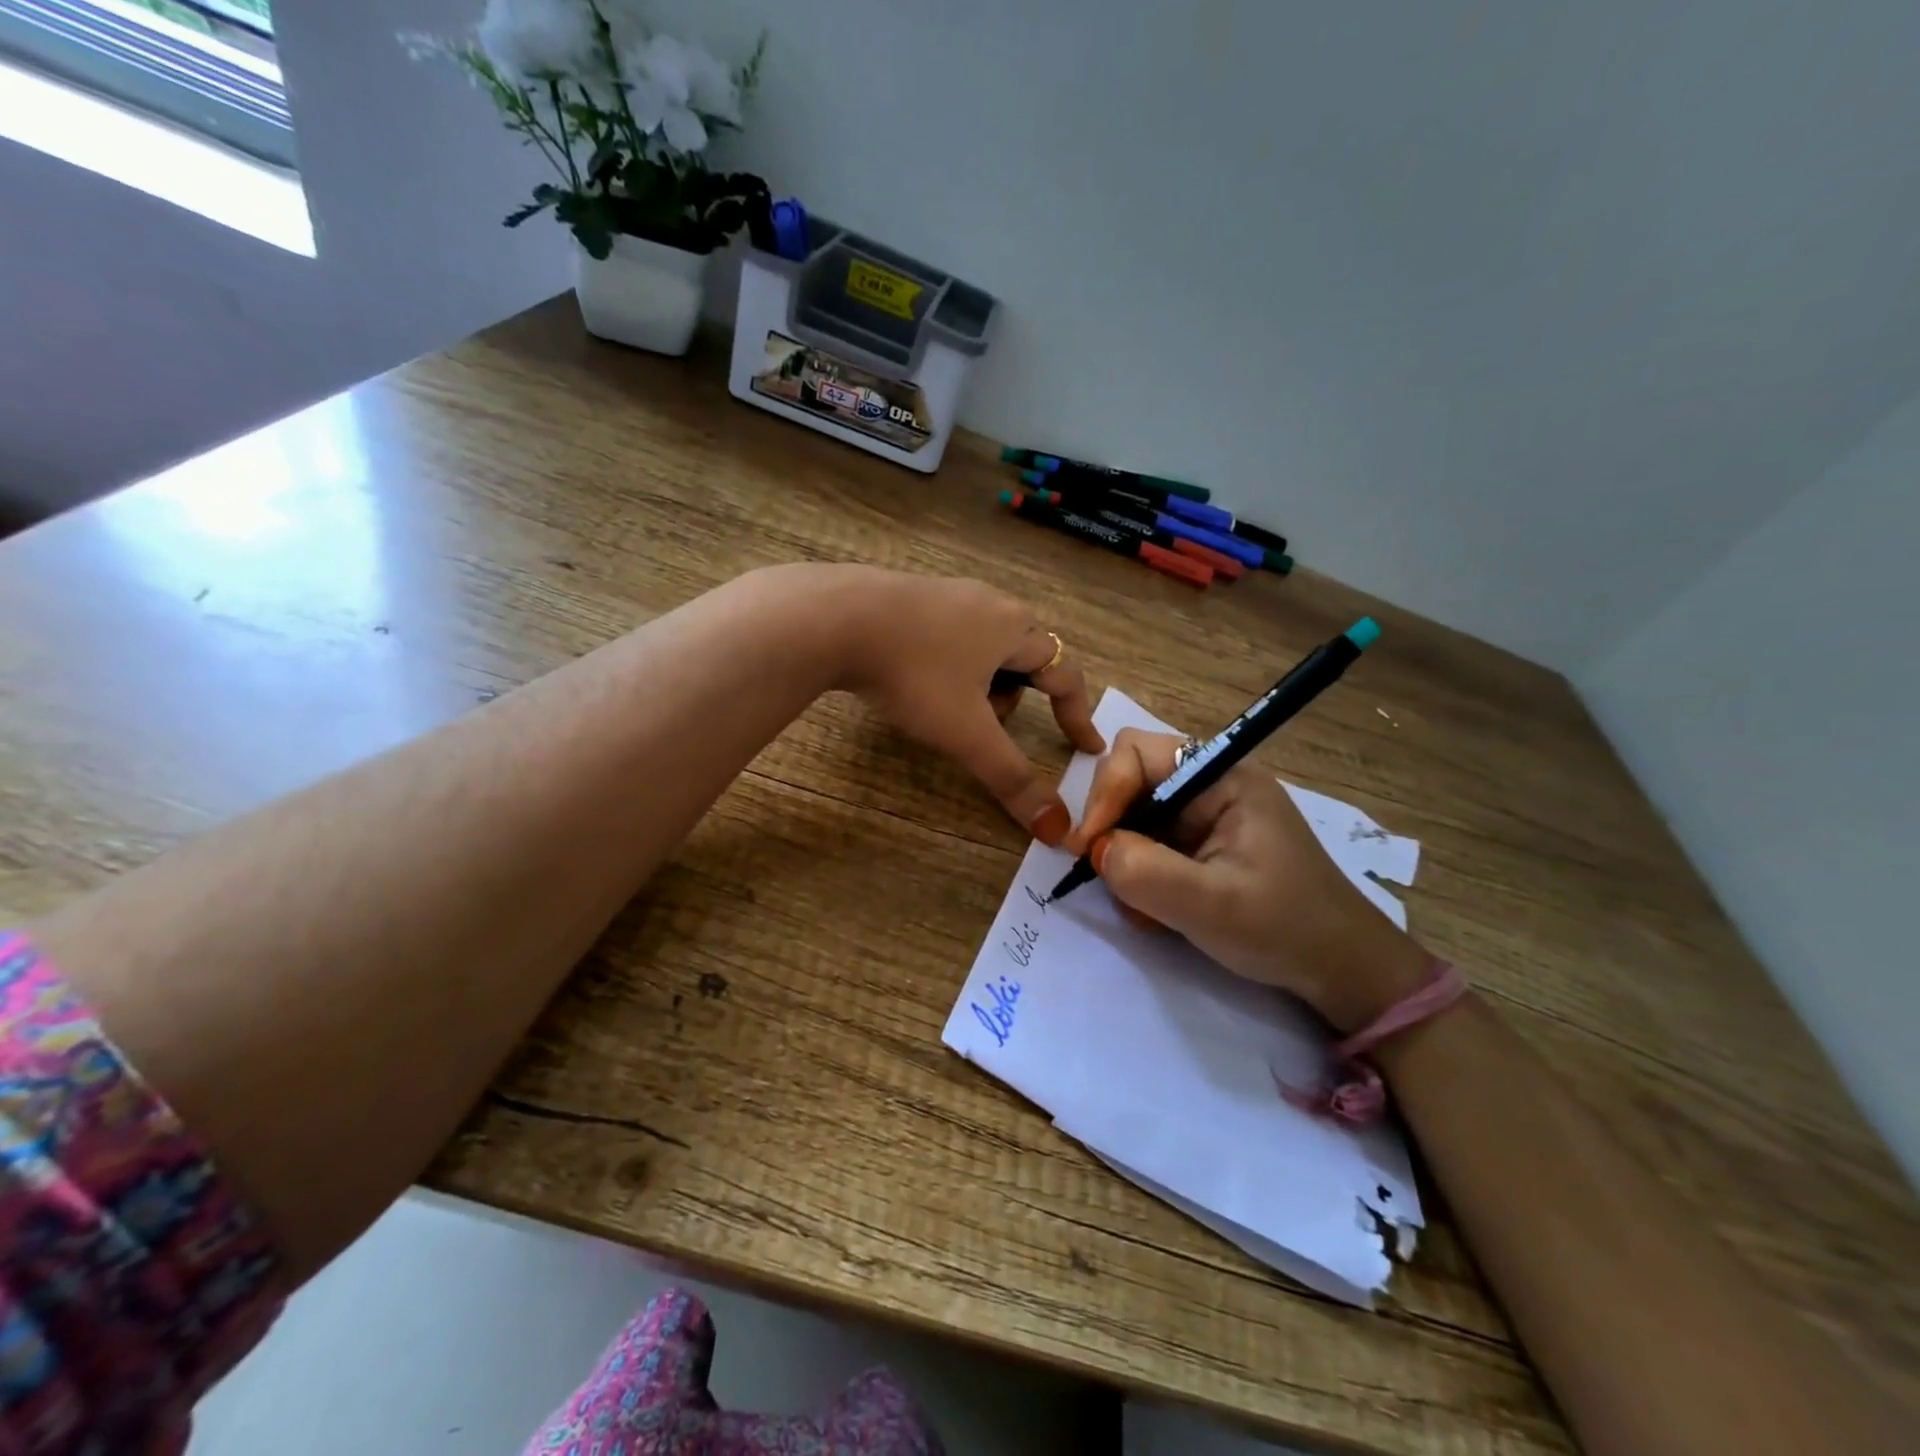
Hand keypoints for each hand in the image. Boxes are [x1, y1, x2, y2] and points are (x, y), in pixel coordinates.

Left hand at [833, 569, 1104, 842]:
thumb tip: (1057, 829)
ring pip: (984, 645)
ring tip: (945, 706)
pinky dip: (947, 663)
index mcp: (1015, 629)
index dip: (1077, 715)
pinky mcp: (910, 593)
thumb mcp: (966, 733)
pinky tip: (913, 678)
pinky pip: (948, 634)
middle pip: (1024, 657)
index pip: (1065, 675)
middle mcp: (990, 602)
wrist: (836, 619)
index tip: (1086, 746)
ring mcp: (948, 592)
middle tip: (989, 726)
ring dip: (980, 681)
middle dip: (1016, 697)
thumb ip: (1011, 778)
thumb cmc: (915, 674)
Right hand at [1064, 729, 1428, 1032]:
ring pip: (1134, 815)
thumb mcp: (1211, 905)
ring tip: (1144, 905)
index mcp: (1223, 777)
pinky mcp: (1202, 843)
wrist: (1341, 970)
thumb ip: (1145, 872)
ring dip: (1125, 857)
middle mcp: (1211, 785)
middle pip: (1131, 780)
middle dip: (1112, 826)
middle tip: (1108, 874)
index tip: (1089, 847)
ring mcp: (1206, 815)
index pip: (1137, 752)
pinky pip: (1150, 842)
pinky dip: (1140, 873)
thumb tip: (1095, 850)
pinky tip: (1158, 909)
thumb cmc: (1285, 929)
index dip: (1105, 792)